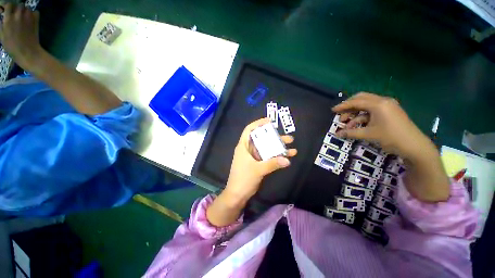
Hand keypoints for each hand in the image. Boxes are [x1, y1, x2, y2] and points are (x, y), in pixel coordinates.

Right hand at [0, 3, 43, 68]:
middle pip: (18, 5)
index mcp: (8, 19)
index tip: (7, 11)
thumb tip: (2, 17)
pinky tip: (30, 19)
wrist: (28, 52)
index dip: (7, 7)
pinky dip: (33, 14)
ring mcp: (28, 18)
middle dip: (16, 8)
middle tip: (15, 14)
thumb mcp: (2, 36)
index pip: (8, 5)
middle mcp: (18, 16)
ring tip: (22, 17)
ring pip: (27, 8)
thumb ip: (1, 24)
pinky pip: (36, 12)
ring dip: (25, 11)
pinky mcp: (36, 22)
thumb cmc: (12, 46)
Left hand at [223, 118, 296, 204]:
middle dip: (275, 137)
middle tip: (288, 138)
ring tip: (292, 147)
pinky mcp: (257, 163)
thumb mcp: (258, 170)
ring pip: (266, 148)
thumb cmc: (243, 179)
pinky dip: (276, 156)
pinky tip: (286, 157)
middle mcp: (248, 149)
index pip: (249, 130)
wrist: (237, 195)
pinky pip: (268, 157)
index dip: (258, 123)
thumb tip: (287, 160)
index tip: (270, 121)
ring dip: (278, 147)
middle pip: (262, 139)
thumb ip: (272, 164)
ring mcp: (253, 157)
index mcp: (243, 146)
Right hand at [332, 92, 432, 160]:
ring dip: (355, 113)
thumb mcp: (368, 135)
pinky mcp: (390, 111)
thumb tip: (337, 134)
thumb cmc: (391, 137)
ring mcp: (388, 105)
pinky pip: (373, 110)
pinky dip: (363, 116)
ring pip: (366, 104)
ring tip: (347, 124)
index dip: (343, 106)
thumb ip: (351, 132)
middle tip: (340, 113)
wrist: (414, 145)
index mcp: (378, 104)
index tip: (333, 110)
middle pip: (361, 98)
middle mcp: (383, 101)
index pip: (356, 102)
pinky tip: (358, 125)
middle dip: (349, 106)